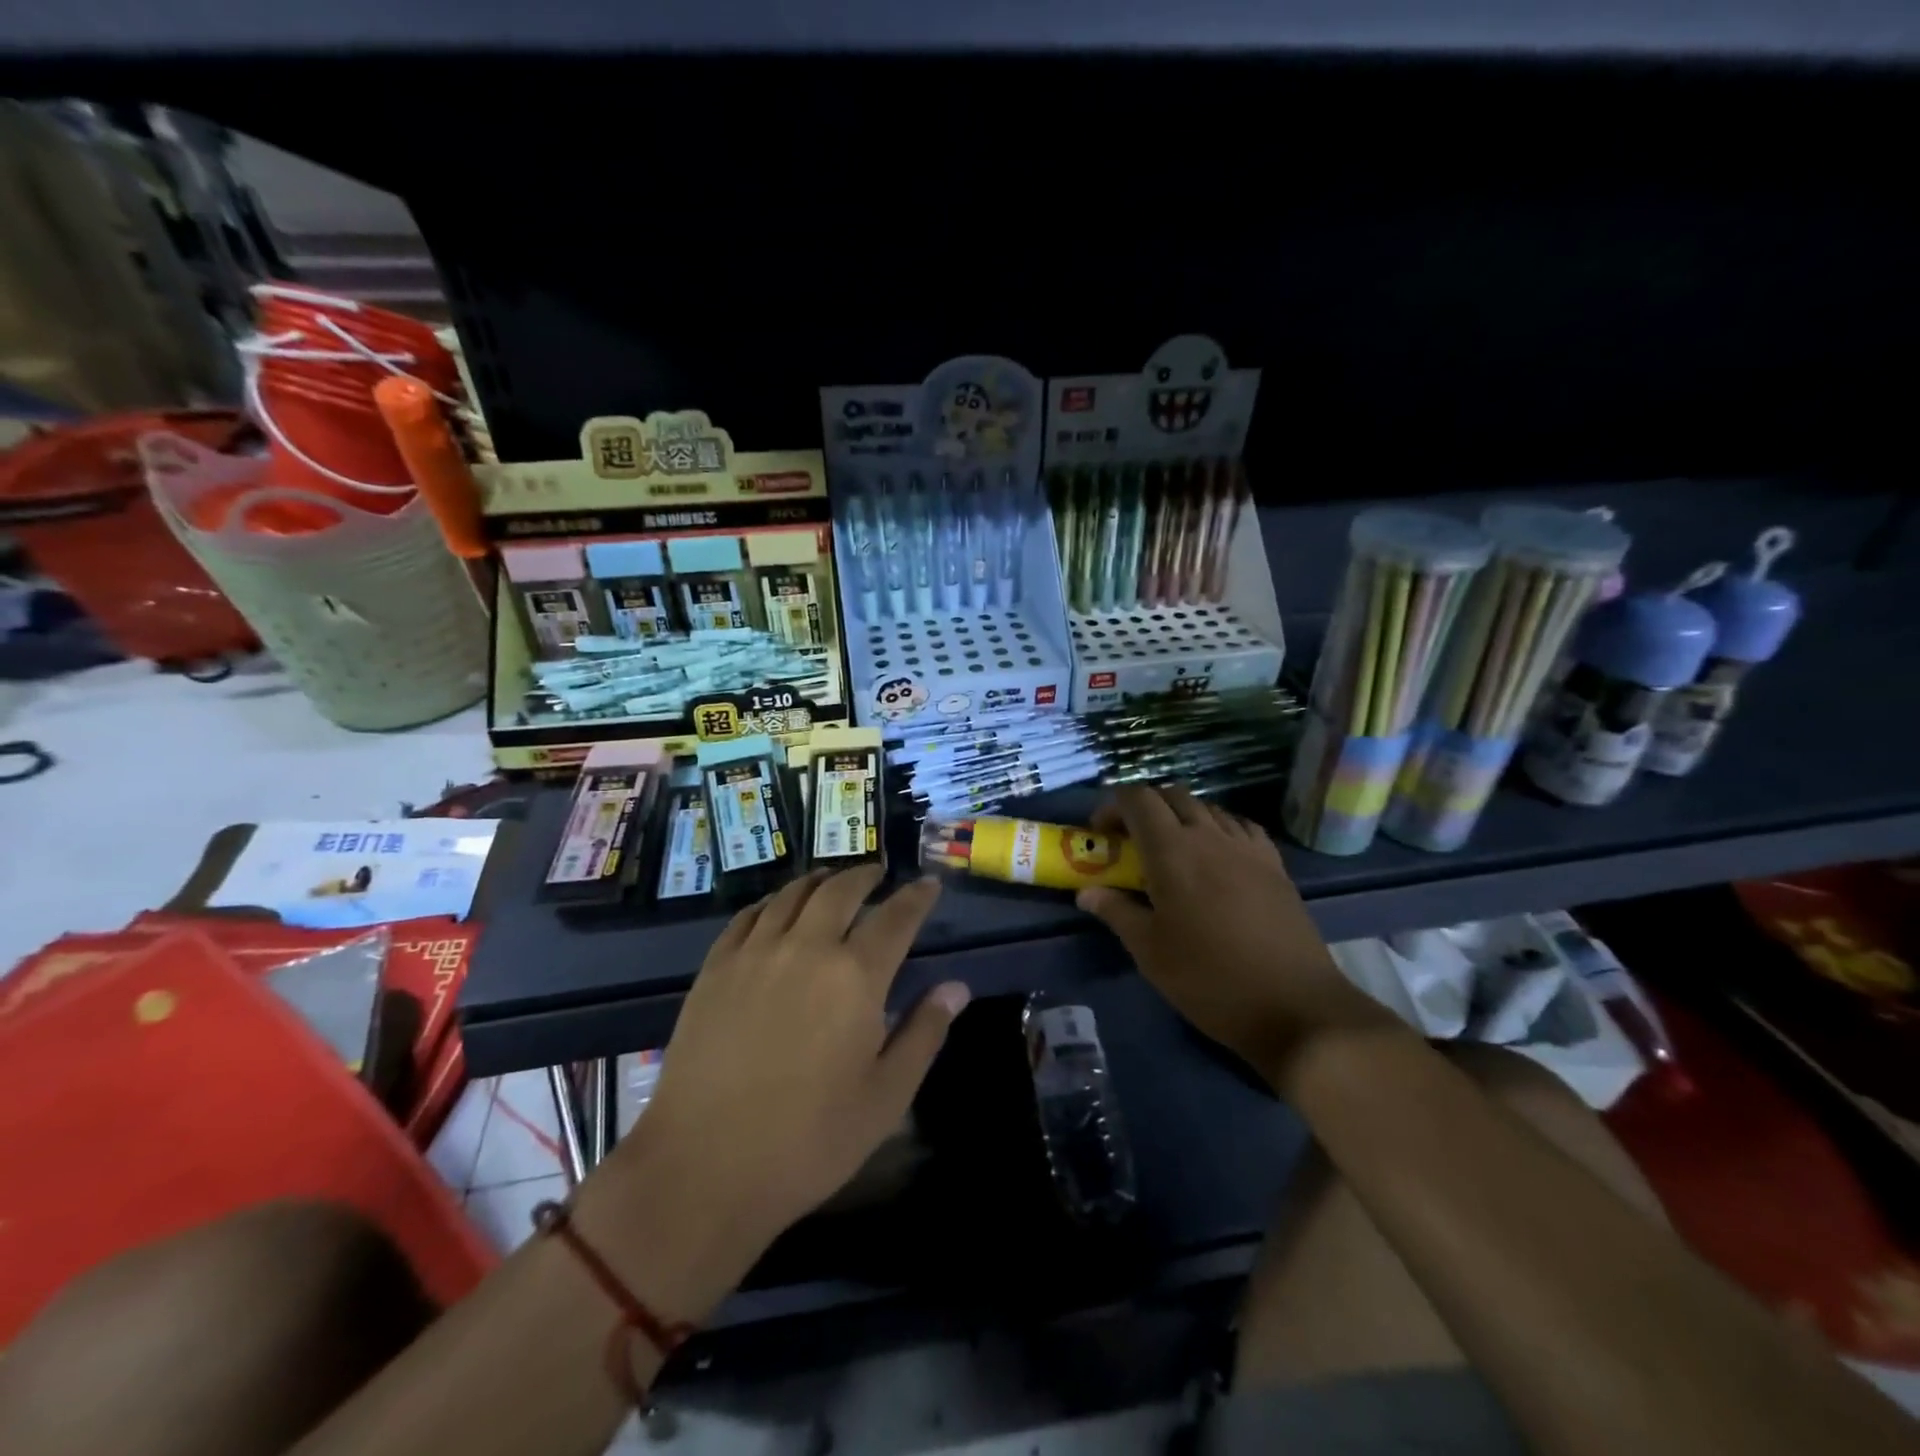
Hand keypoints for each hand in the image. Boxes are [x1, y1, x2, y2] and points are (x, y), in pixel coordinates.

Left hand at [633, 867, 967, 1252]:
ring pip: (793, 895)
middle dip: (866, 876)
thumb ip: (924, 1033)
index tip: (929, 884)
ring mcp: (755, 953)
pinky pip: (748, 916)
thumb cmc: (808, 1141)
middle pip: (841, 891)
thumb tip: (956, 987)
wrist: (702, 1168)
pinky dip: (772, 902)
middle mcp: (807, 948)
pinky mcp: (715, 968)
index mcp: (855, 977)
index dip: (917, 897)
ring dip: (820, 880)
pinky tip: (777, 908)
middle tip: (879, 874)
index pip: (896, 918)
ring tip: (832, 880)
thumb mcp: (885, 1097)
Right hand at [1076, 786, 1396, 1089]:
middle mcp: (1209, 835)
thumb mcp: (1150, 951)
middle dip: (1145, 808)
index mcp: (1172, 851)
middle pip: (1172, 795)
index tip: (1101, 834)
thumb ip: (1116, 912)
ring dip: (1181, 816)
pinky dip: (1219, 829)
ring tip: (1172, 851)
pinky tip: (1217, 858)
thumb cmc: (1209, 979)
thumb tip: (1087, 892)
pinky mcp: (1275, 865)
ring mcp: (1247, 847)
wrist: (1294, 1005)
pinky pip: (1240, 827)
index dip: (1112, 805)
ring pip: (1208, 808)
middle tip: (1132, 841)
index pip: (1137, 798)